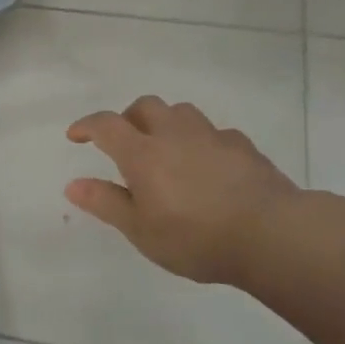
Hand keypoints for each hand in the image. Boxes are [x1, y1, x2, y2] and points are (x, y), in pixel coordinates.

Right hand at [64, 96, 300, 288]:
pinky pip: (214, 132)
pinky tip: (207, 164)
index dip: (87, 125)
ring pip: (181, 112)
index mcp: (142, 154)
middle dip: (128, 117)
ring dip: (166, 122)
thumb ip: (106, 203)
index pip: (106, 125)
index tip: (76, 135)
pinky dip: (201, 141)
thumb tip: (73, 184)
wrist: (271, 234)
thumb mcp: (141, 230)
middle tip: (124, 141)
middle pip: (145, 106)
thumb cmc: (195, 237)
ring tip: (166, 148)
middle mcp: (174, 134)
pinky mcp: (243, 147)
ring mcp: (212, 136)